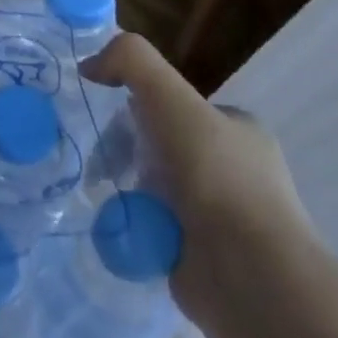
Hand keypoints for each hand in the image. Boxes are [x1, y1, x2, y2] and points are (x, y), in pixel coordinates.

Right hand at [81, 33, 313, 323]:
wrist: (247, 275)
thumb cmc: (215, 177)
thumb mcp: (170, 98)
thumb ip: (130, 62)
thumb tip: (89, 65)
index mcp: (238, 131)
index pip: (177, 108)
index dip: (138, 109)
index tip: (107, 122)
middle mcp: (235, 172)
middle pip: (160, 149)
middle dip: (127, 154)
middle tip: (99, 164)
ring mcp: (222, 219)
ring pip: (154, 192)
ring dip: (126, 193)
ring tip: (104, 198)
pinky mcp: (204, 259)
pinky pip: (152, 231)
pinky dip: (132, 228)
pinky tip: (117, 228)